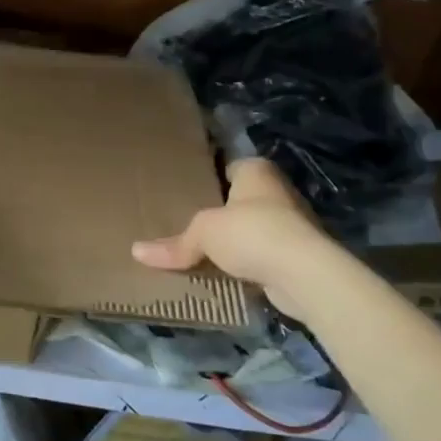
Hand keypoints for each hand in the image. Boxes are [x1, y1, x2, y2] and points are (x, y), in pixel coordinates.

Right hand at [131, 159, 338, 319]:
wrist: (305, 274)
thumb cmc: (252, 233)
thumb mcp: (203, 234)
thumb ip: (174, 244)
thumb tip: (135, 252)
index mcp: (256, 171)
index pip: (228, 166)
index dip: (208, 176)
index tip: (186, 190)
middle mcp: (277, 191)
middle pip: (240, 199)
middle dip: (220, 212)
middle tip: (187, 221)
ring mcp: (292, 224)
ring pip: (252, 228)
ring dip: (235, 240)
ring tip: (203, 250)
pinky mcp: (298, 256)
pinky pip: (263, 255)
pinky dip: (248, 263)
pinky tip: (226, 273)